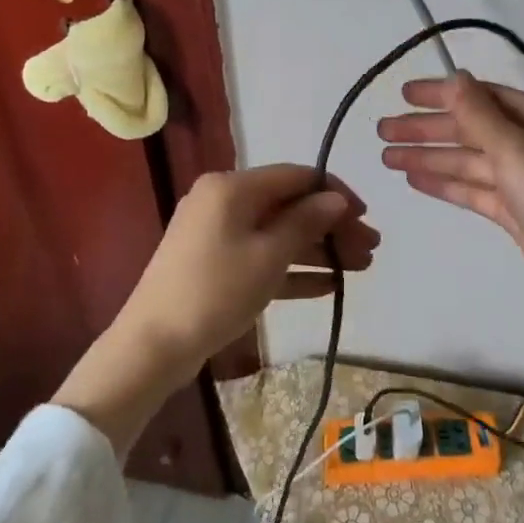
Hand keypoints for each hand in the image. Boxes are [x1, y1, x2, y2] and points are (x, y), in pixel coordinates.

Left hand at [115, 164, 378, 376]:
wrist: (152, 346)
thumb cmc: (215, 291)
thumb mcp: (269, 256)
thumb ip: (306, 222)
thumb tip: (337, 198)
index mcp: (233, 187)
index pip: (295, 176)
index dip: (334, 192)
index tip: (365, 215)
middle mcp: (224, 201)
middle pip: (289, 206)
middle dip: (331, 226)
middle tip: (370, 248)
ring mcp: (218, 234)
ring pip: (279, 233)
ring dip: (318, 249)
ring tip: (360, 268)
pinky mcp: (215, 264)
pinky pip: (261, 257)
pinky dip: (292, 268)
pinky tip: (328, 285)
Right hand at [379, 73, 523, 331]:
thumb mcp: (515, 149)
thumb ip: (479, 114)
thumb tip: (455, 76)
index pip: (482, 96)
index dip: (441, 94)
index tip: (403, 95)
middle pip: (470, 129)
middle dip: (427, 129)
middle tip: (382, 130)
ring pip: (468, 161)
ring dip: (429, 157)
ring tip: (386, 157)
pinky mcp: (516, 212)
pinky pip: (474, 189)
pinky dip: (445, 183)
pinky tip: (414, 179)